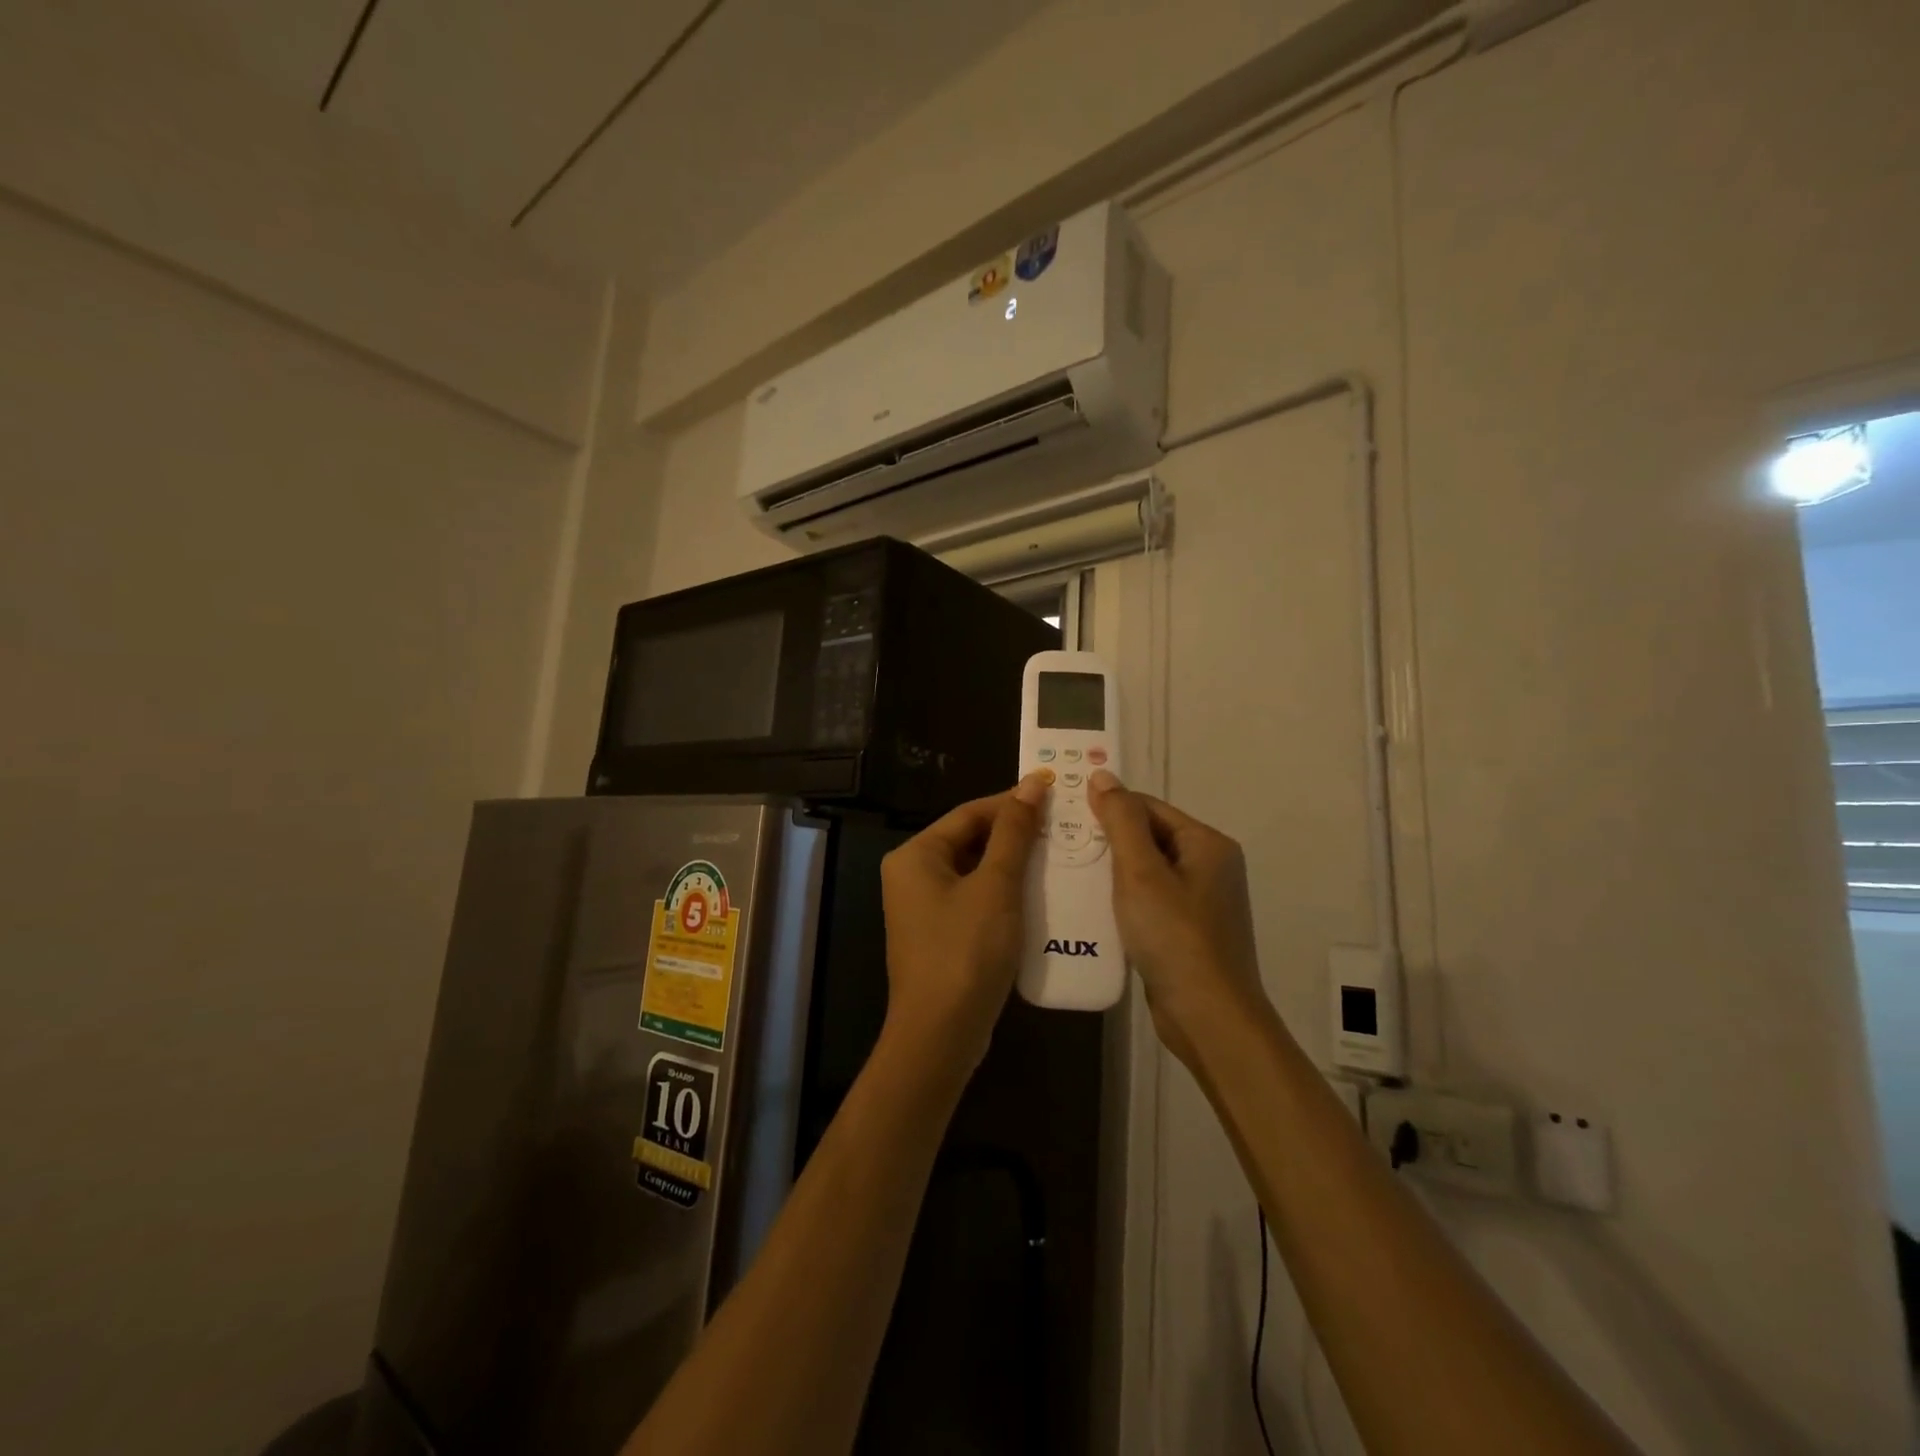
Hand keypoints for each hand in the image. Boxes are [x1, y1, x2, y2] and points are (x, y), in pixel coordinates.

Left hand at [878, 774, 1049, 1078]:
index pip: (968, 813)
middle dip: (1013, 834)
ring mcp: (922, 908)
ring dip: (1012, 864)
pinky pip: (973, 899)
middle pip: (969, 840)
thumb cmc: (966, 950)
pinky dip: (1003, 894)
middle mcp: (911, 875)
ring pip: (974, 872)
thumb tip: (1031, 784)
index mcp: (915, 855)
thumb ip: (1014, 833)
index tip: (1053, 795)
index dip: (1011, 802)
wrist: (940, 1035)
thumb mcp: (996, 886)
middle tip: (1060, 827)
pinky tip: (1037, 896)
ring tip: (1057, 856)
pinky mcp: (938, 935)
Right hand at [1087, 769, 1269, 1066]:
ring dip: (1112, 872)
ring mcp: (1201, 901)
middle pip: (1149, 837)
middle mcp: (1210, 866)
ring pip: (1147, 871)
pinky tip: (1094, 910)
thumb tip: (1103, 775)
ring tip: (1070, 875)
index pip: (1148, 807)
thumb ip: (1121, 821)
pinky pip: (1150, 901)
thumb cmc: (1174, 936)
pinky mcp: (1189, 932)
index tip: (1066, 817)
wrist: (1209, 1017)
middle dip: (1107, 841)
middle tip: (1061, 847)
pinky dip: (1124, 900)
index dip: (1108, 808)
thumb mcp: (1140, 872)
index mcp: (1207, 844)